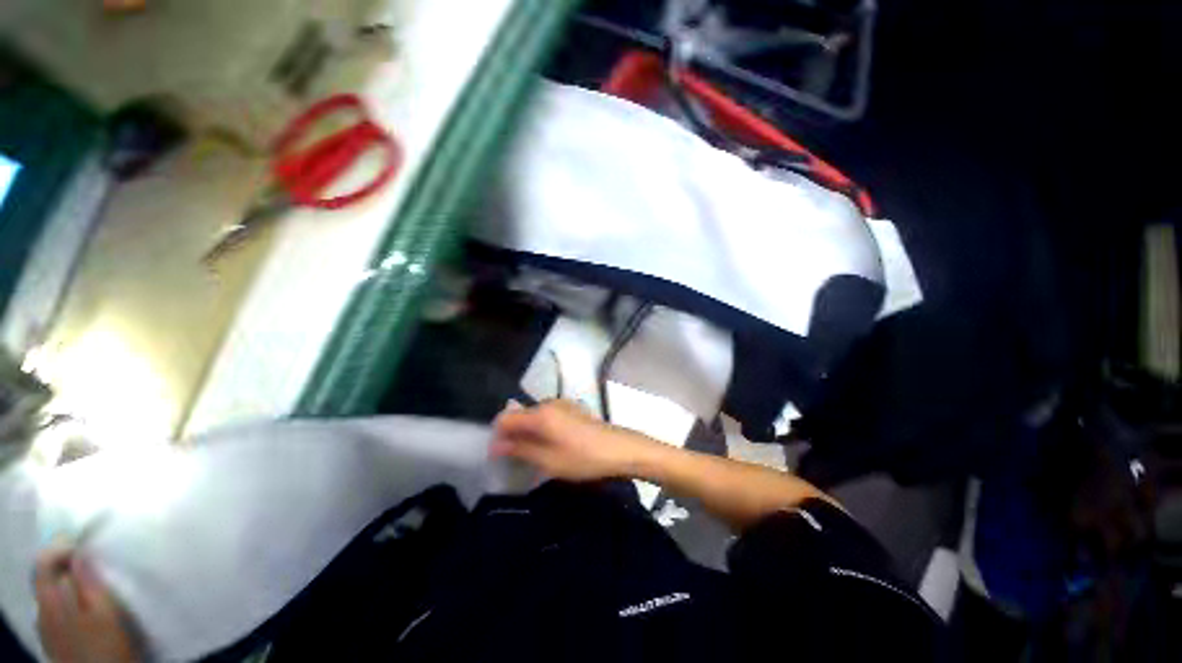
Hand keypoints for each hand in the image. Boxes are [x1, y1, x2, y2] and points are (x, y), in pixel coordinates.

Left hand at [34, 547, 140, 662]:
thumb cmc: (108, 642)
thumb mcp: (106, 611)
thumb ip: (88, 581)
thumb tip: (79, 553)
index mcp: (51, 599)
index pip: (44, 562)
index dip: (61, 548)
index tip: (83, 541)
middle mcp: (40, 609)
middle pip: (44, 578)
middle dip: (63, 565)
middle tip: (87, 558)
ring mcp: (43, 627)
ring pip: (48, 594)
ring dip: (64, 581)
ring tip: (86, 580)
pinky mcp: (51, 637)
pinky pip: (52, 608)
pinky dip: (64, 598)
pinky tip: (79, 606)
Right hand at [492, 400, 659, 481]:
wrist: (619, 449)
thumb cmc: (583, 458)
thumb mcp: (548, 460)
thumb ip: (520, 450)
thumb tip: (497, 445)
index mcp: (540, 413)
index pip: (506, 418)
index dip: (498, 436)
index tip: (499, 456)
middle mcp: (549, 403)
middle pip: (520, 415)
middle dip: (513, 435)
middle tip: (516, 459)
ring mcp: (563, 404)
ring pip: (534, 416)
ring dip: (528, 433)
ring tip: (534, 455)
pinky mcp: (573, 408)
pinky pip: (548, 416)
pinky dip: (542, 429)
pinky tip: (552, 445)